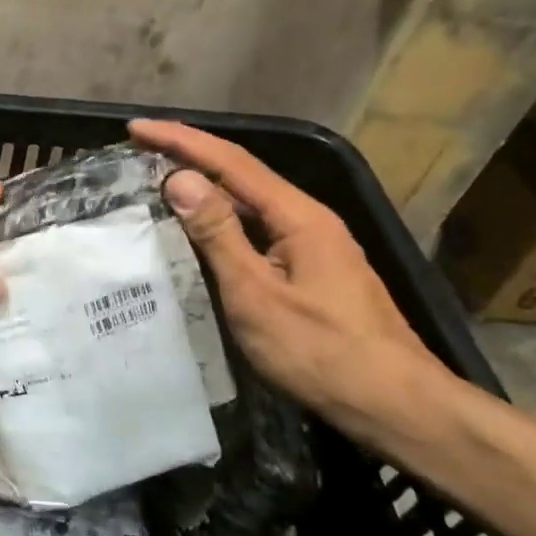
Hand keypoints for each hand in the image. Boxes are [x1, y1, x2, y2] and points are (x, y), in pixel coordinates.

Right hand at [129, 120, 449, 432]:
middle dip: (190, 154)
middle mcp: (307, 218)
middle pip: (242, 173)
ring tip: (159, 177)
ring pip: (250, 201)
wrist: (397, 407)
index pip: (231, 161)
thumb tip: (180, 178)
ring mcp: (313, 244)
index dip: (181, 140)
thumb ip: (218, 235)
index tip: (138, 128)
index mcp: (298, 216)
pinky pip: (257, 227)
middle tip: (141, 147)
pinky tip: (199, 226)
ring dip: (205, 184)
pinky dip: (221, 216)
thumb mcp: (257, 295)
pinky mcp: (311, 268)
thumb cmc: (322, 353)